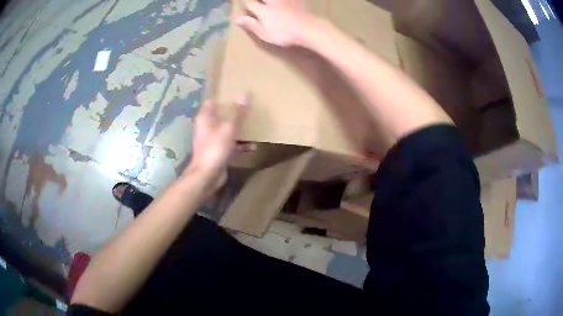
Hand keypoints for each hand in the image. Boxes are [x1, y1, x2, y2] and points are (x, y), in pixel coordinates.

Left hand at [188, 97, 246, 190]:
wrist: (207, 174)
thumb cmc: (216, 147)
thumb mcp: (229, 128)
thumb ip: (237, 113)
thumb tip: (244, 96)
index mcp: (205, 117)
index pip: (212, 102)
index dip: (223, 98)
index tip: (236, 94)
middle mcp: (207, 127)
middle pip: (221, 116)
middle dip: (234, 113)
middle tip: (248, 108)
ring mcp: (212, 140)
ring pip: (226, 130)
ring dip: (238, 129)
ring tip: (253, 125)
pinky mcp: (217, 151)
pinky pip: (230, 144)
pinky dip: (239, 145)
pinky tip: (253, 147)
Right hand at [236, 0, 314, 46]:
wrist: (309, 28)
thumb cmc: (285, 33)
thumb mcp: (265, 33)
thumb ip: (252, 25)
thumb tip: (237, 19)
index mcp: (263, 10)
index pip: (250, 4)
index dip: (246, 4)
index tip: (245, 6)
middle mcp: (272, 1)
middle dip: (256, 1)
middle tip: (256, 4)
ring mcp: (285, 0)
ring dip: (270, 1)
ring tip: (269, 4)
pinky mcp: (297, 0)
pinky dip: (288, 1)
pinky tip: (288, 2)